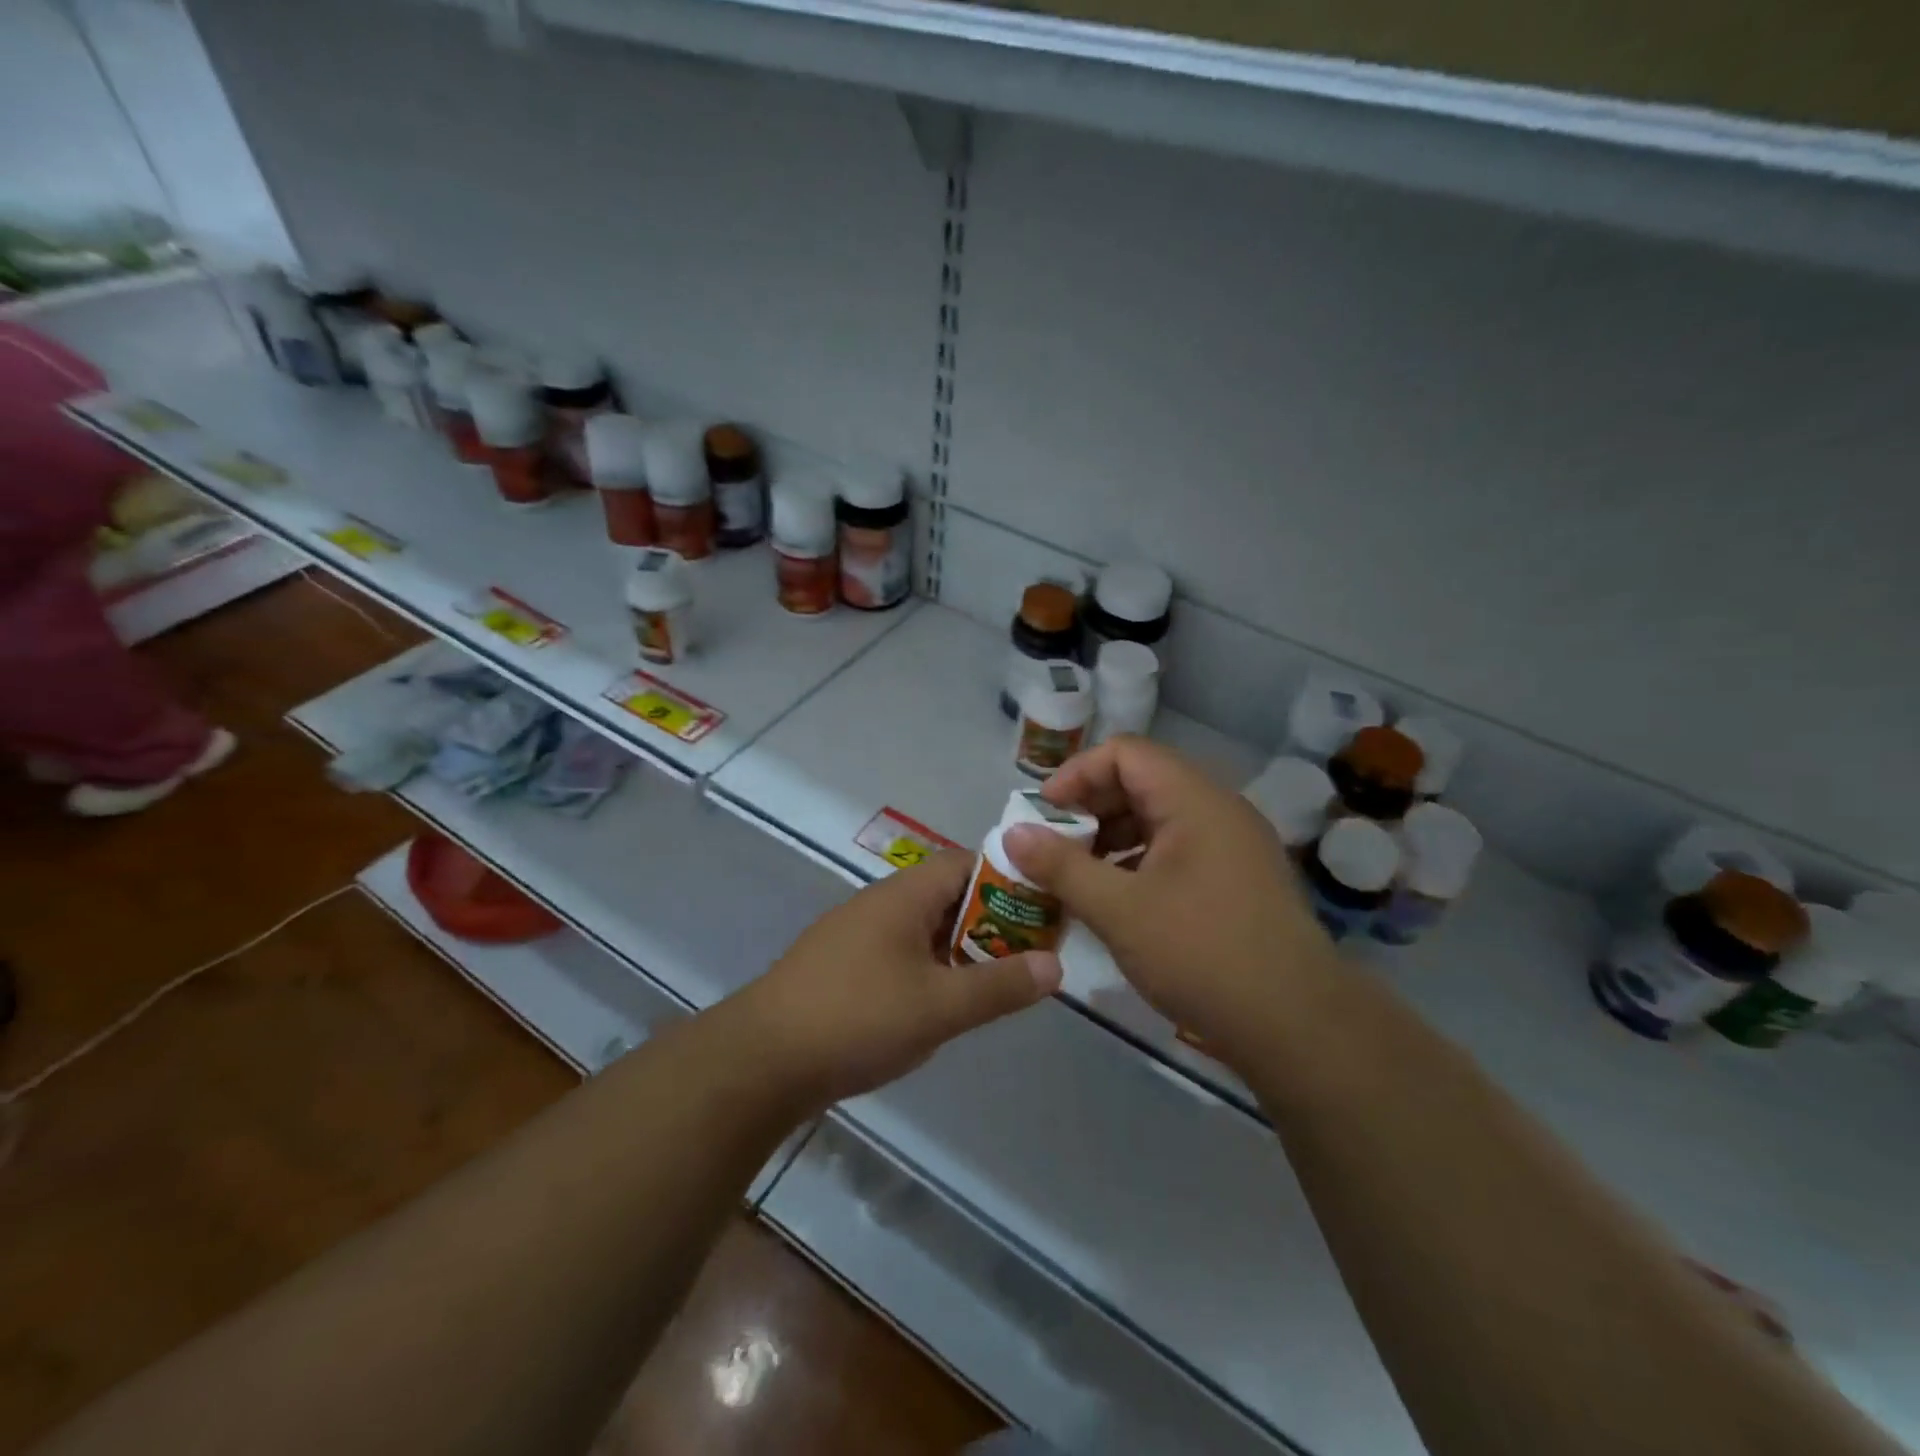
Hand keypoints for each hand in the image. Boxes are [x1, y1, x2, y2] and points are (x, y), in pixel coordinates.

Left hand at [737, 851, 1061, 1108]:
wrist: (761, 1061)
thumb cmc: (857, 1018)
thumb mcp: (939, 1006)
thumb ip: (999, 986)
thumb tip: (1056, 966)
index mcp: (904, 895)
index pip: (968, 862)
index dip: (1011, 878)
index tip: (1046, 907)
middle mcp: (881, 903)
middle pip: (949, 895)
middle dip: (993, 920)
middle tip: (1032, 953)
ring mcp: (858, 934)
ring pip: (926, 928)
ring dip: (962, 948)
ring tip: (999, 980)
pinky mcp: (844, 966)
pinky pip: (902, 953)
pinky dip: (932, 968)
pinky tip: (945, 1002)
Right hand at [1002, 735, 1339, 1071]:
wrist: (1298, 1026)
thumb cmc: (1202, 954)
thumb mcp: (1119, 910)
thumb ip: (1061, 867)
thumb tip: (1013, 833)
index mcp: (1194, 800)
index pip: (1125, 753)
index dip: (1077, 774)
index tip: (1044, 814)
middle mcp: (1219, 810)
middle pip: (1142, 782)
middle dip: (1090, 809)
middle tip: (1054, 847)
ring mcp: (1233, 845)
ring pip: (1159, 818)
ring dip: (1112, 838)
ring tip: (1078, 876)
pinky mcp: (1238, 879)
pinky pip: (1178, 849)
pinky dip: (1139, 862)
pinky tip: (1117, 900)